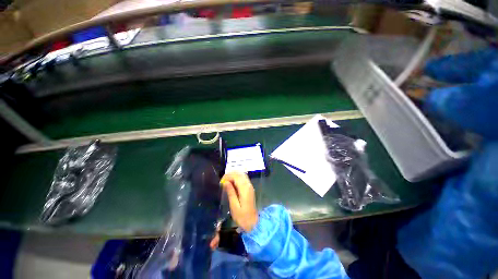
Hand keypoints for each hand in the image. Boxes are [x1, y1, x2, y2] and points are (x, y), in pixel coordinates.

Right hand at [220, 172, 258, 231]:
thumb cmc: (242, 217)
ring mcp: (250, 186)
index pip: (236, 176)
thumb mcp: (234, 206)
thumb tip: (225, 182)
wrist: (253, 223)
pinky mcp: (250, 188)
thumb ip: (231, 192)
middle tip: (222, 181)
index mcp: (245, 189)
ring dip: (234, 175)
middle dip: (230, 174)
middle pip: (239, 173)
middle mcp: (248, 185)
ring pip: (242, 175)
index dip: (228, 176)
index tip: (221, 182)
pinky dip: (237, 178)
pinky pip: (243, 178)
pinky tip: (232, 183)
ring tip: (226, 182)